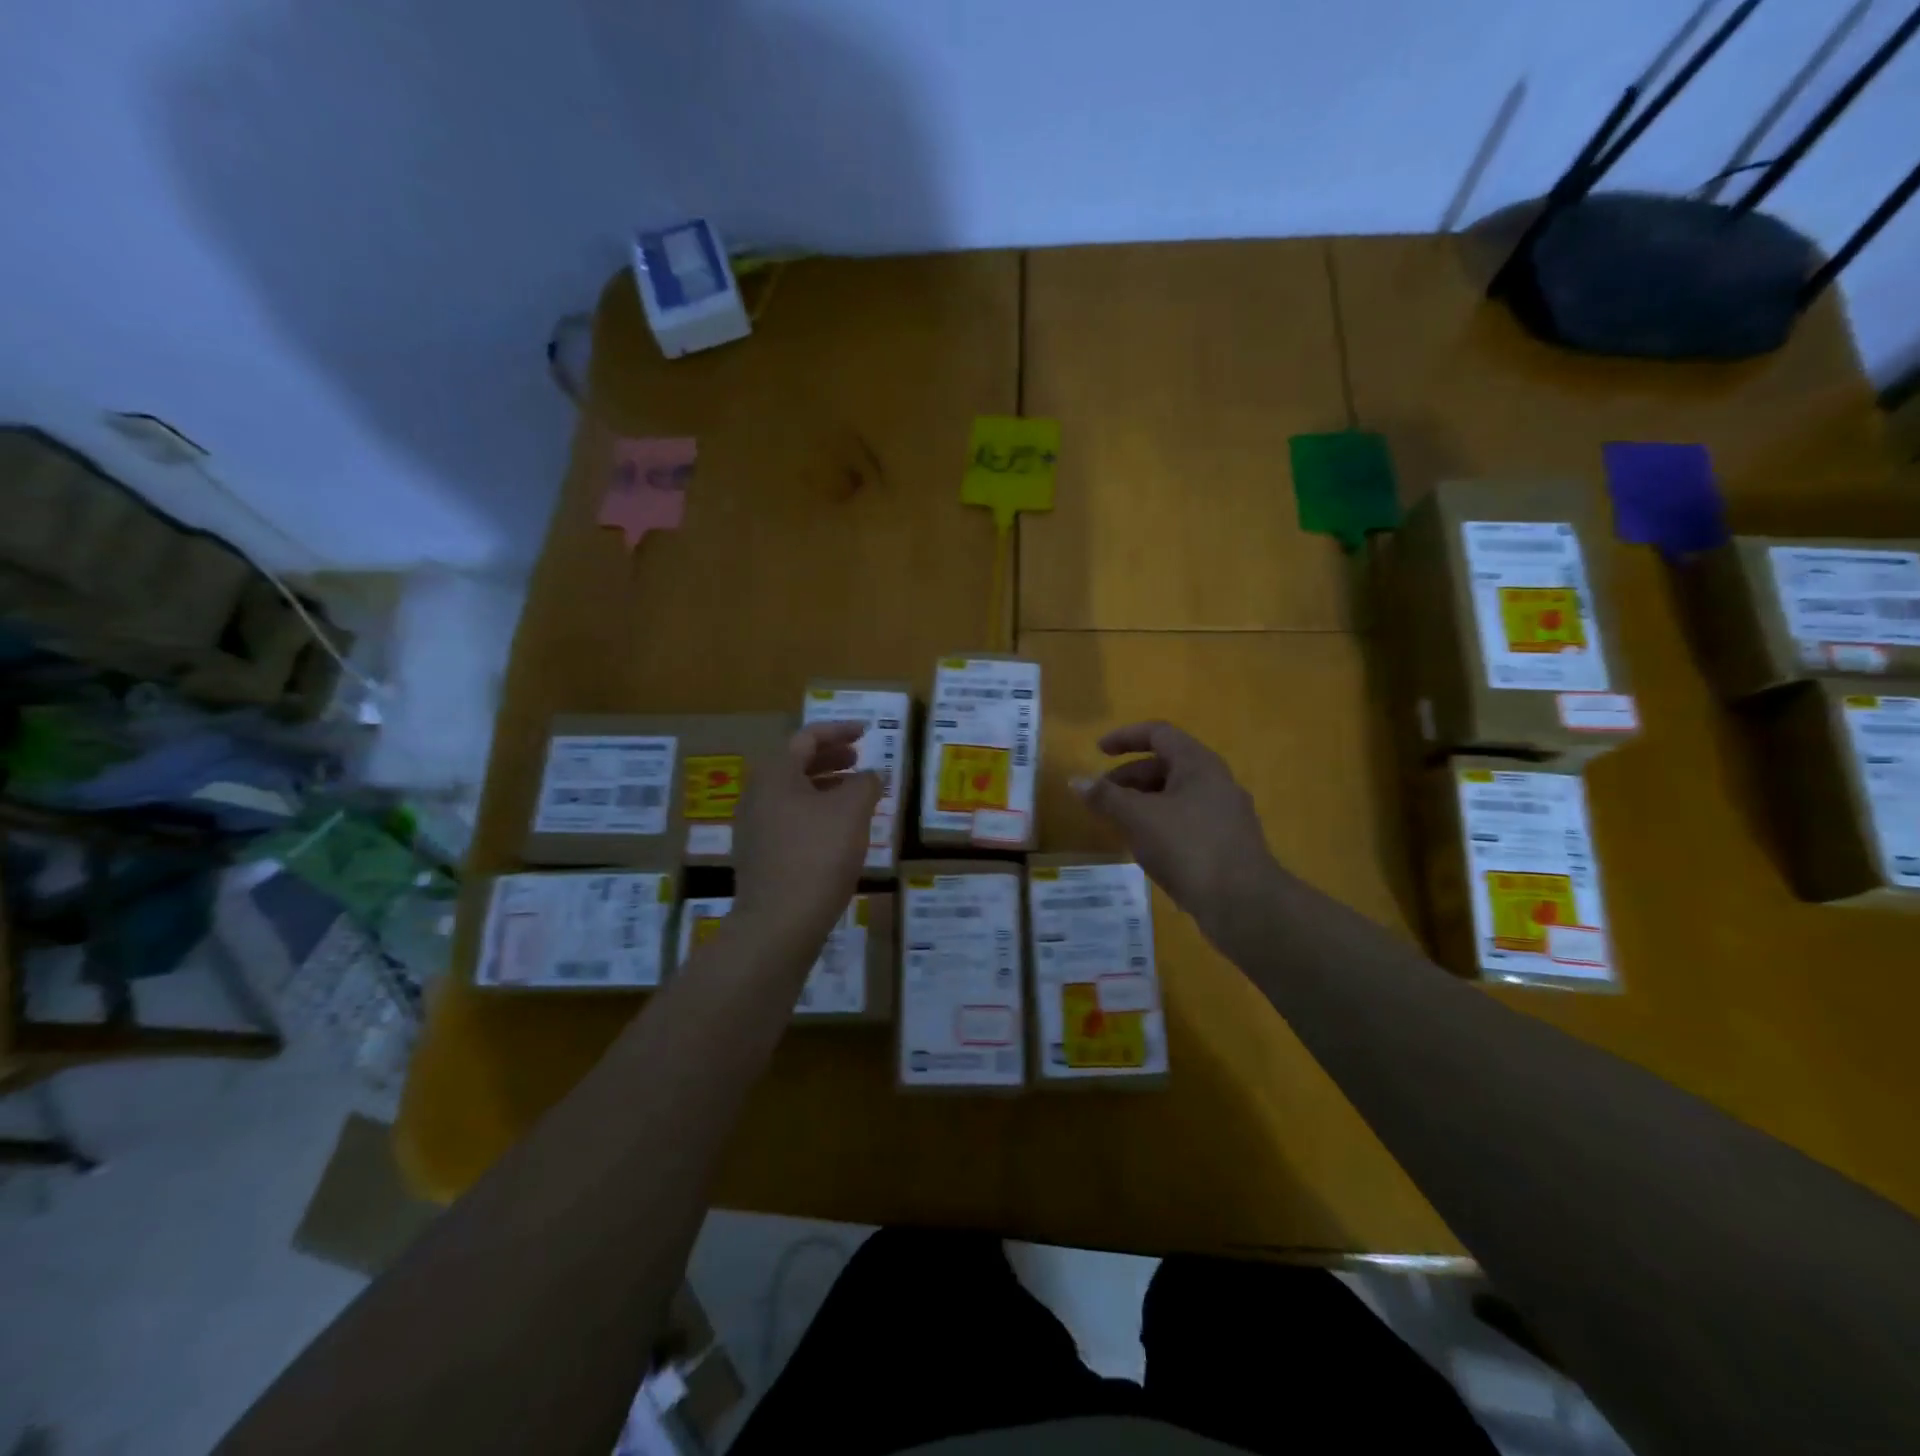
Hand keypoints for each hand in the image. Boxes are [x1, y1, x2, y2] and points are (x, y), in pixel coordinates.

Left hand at [732, 722, 881, 956]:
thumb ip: (866, 784)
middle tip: (859, 759)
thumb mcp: (852, 812)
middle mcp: (758, 795)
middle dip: (831, 758)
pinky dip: (817, 813)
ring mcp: (755, 827)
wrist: (779, 922)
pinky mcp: (761, 855)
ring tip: (856, 794)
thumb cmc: (818, 855)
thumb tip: (872, 774)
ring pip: (794, 794)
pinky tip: (840, 831)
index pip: (807, 737)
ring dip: (826, 787)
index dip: (839, 730)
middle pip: (796, 763)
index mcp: (775, 774)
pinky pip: (791, 820)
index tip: (866, 732)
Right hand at [1073, 720, 1281, 927]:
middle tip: (1101, 795)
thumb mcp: (1138, 818)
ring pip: (1176, 796)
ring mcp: (1225, 814)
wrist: (1243, 903)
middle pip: (1166, 765)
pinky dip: (1160, 823)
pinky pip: (1186, 821)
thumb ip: (1106, 797)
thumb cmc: (1188, 847)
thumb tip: (1075, 780)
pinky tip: (1145, 847)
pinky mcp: (1226, 843)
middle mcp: (1216, 781)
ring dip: (1143, 802)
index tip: (1097, 751)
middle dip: (1129, 776)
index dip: (1125, 737)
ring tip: (1118, 823)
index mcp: (1198, 764)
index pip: (1158, 733)